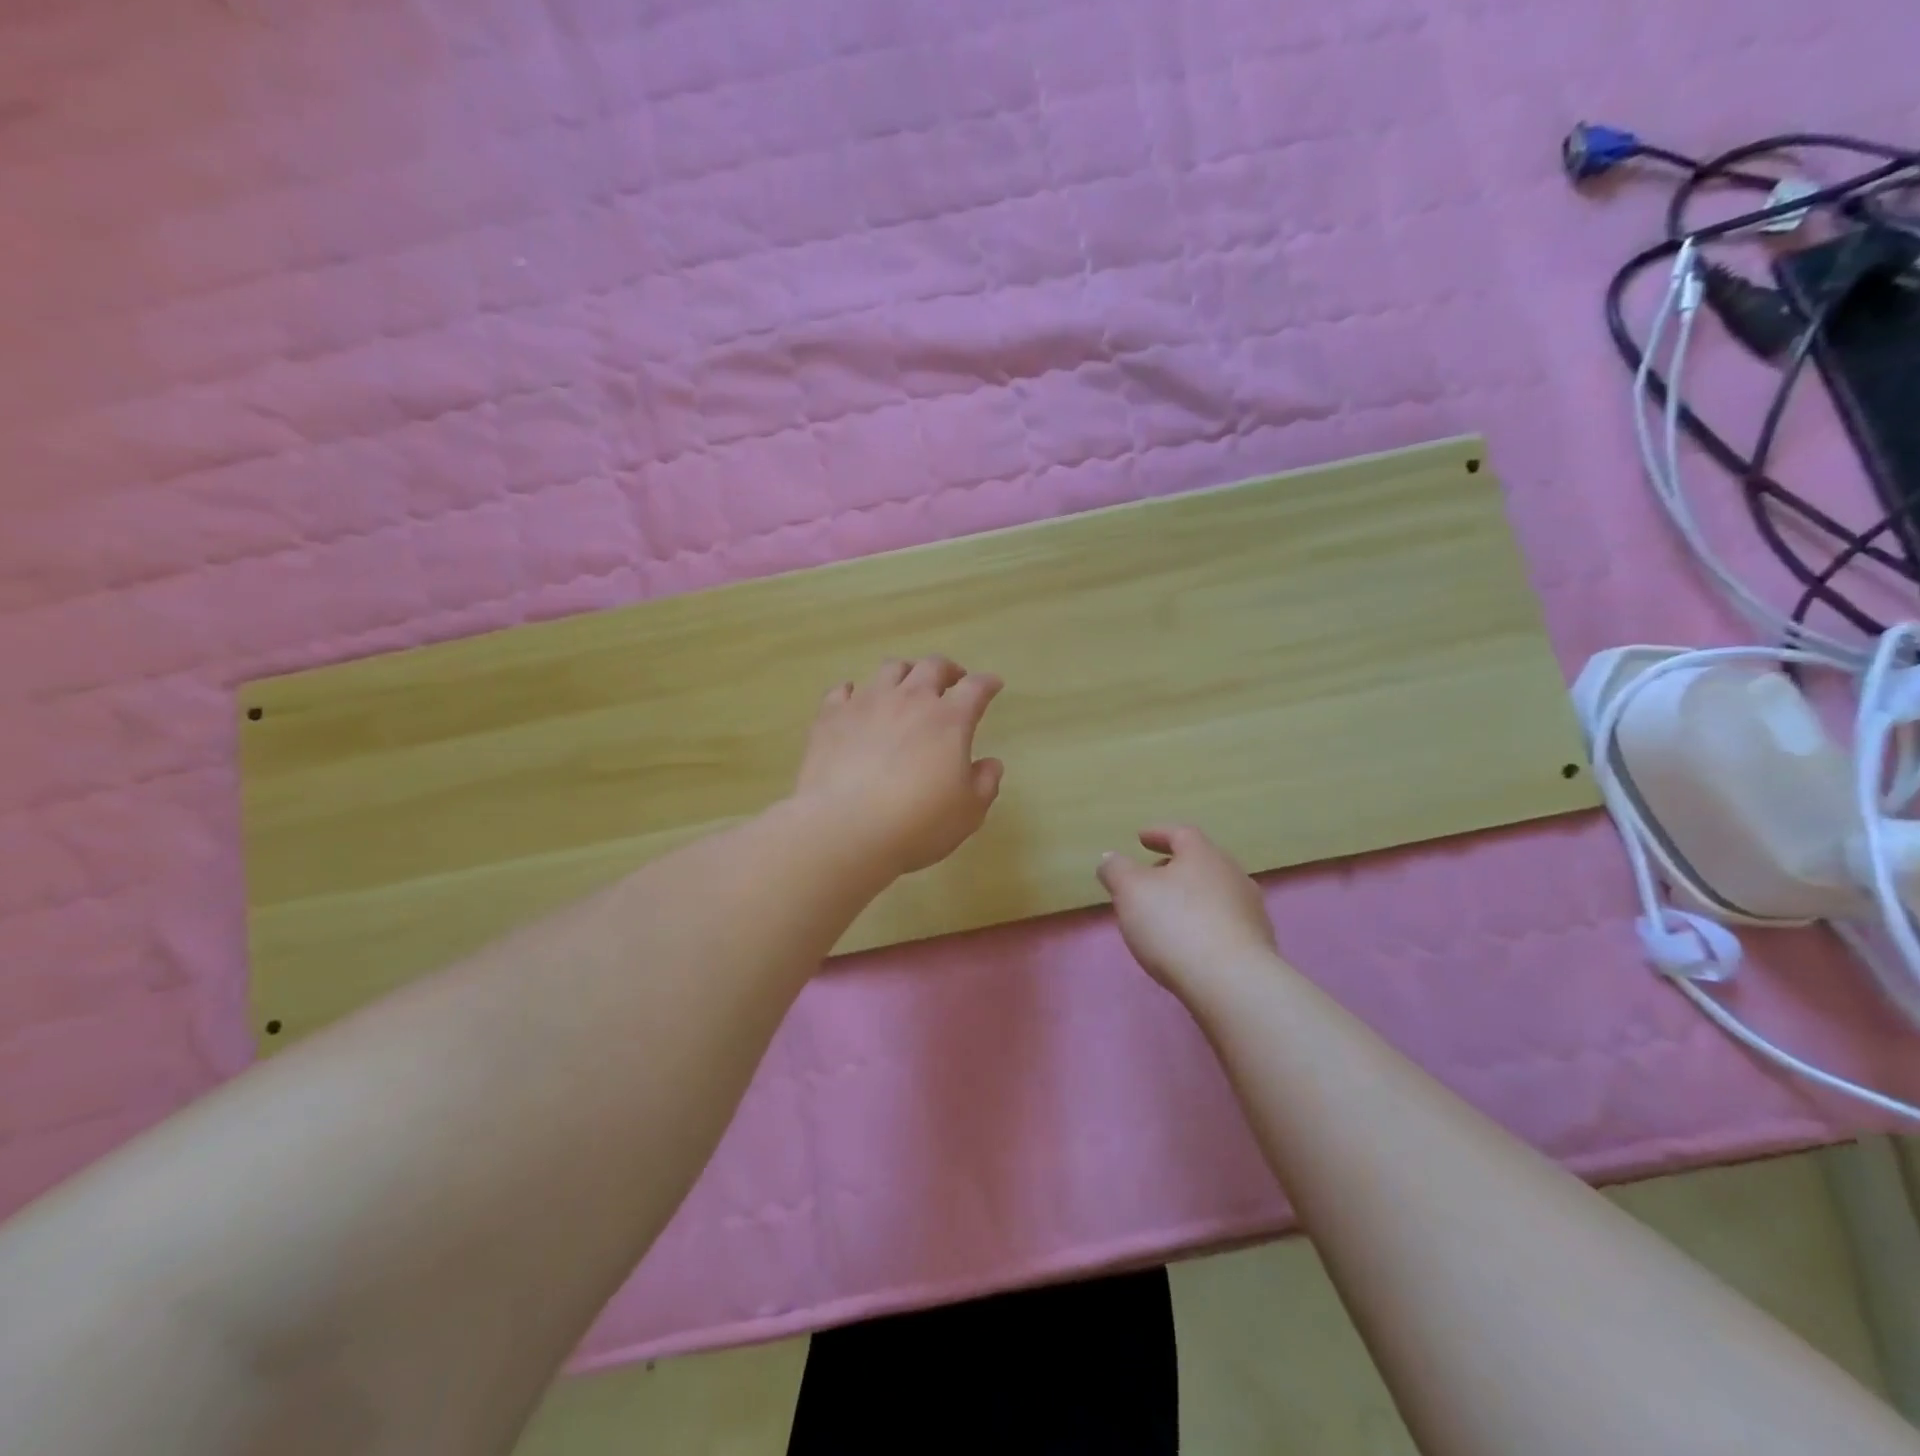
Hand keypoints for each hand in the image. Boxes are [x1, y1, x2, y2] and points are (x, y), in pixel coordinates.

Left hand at [793, 656, 1004, 876]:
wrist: (844, 828)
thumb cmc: (917, 823)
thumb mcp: (968, 812)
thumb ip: (984, 783)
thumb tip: (991, 763)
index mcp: (949, 720)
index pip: (975, 688)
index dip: (987, 683)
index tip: (993, 685)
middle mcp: (909, 700)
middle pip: (931, 667)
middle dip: (947, 669)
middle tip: (952, 680)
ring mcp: (867, 704)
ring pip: (889, 669)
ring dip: (904, 672)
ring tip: (906, 684)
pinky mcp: (831, 717)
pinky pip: (842, 690)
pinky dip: (853, 692)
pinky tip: (853, 699)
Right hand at [1096, 826, 1278, 994]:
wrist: (1232, 983)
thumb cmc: (1175, 924)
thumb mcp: (1130, 891)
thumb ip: (1116, 870)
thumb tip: (1110, 859)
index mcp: (1203, 855)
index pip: (1180, 833)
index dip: (1158, 833)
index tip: (1140, 838)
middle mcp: (1232, 874)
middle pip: (1201, 862)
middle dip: (1174, 867)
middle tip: (1150, 878)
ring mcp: (1250, 909)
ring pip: (1214, 893)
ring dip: (1191, 897)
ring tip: (1168, 913)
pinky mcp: (1258, 943)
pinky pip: (1225, 922)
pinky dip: (1205, 923)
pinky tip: (1190, 942)